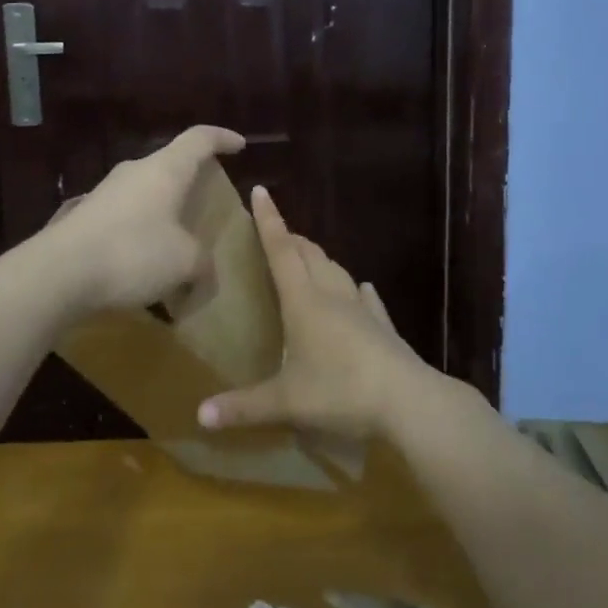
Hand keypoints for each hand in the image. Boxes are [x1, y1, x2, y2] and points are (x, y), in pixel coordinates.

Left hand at [46, 126, 244, 312]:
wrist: (58, 273)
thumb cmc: (133, 253)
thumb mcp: (185, 263)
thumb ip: (203, 264)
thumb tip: (203, 273)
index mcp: (165, 170)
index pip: (199, 139)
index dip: (222, 138)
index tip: (239, 145)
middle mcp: (134, 172)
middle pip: (170, 164)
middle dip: (190, 180)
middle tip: (206, 201)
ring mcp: (105, 192)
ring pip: (145, 192)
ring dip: (163, 211)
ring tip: (176, 240)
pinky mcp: (84, 216)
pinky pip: (124, 217)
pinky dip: (140, 232)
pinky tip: (142, 264)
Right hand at [197, 187, 434, 439]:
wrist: (408, 401)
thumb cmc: (341, 391)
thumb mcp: (286, 403)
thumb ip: (244, 408)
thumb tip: (199, 416)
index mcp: (304, 302)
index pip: (281, 251)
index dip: (269, 221)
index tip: (260, 191)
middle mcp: (332, 296)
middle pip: (309, 255)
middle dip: (291, 238)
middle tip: (277, 232)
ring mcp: (362, 310)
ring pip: (337, 271)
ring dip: (319, 259)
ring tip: (308, 257)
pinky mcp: (383, 327)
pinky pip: (367, 300)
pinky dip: (356, 291)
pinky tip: (362, 290)